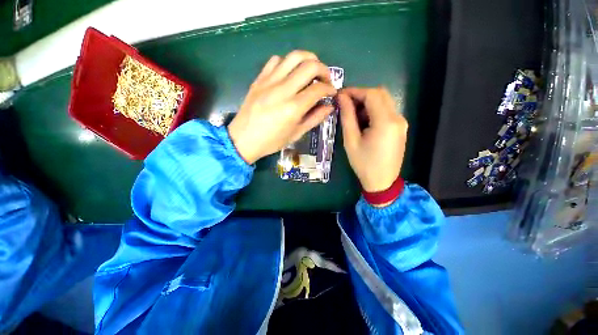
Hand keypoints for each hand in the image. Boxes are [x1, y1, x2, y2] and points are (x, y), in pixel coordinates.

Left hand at [228, 51, 336, 163]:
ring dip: (308, 60)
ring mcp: (269, 82)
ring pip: (294, 56)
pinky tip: (290, 73)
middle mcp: (283, 90)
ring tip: (311, 71)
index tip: (332, 93)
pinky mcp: (259, 79)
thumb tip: (329, 107)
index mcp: (293, 108)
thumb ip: (314, 118)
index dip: (330, 89)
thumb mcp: (296, 134)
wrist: (243, 139)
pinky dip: (288, 63)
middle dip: (324, 70)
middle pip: (310, 65)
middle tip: (326, 80)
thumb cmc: (272, 141)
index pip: (318, 89)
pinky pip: (276, 60)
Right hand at [338, 87, 407, 192]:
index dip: (355, 91)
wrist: (382, 182)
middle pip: (380, 94)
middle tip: (346, 105)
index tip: (340, 95)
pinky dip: (374, 111)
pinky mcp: (401, 128)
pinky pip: (387, 111)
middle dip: (361, 95)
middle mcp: (397, 118)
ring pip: (384, 101)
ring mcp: (401, 123)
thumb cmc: (363, 163)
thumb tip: (342, 98)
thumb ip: (347, 117)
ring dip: (368, 103)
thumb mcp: (351, 141)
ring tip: (353, 116)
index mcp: (385, 122)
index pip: (371, 94)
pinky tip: (364, 123)